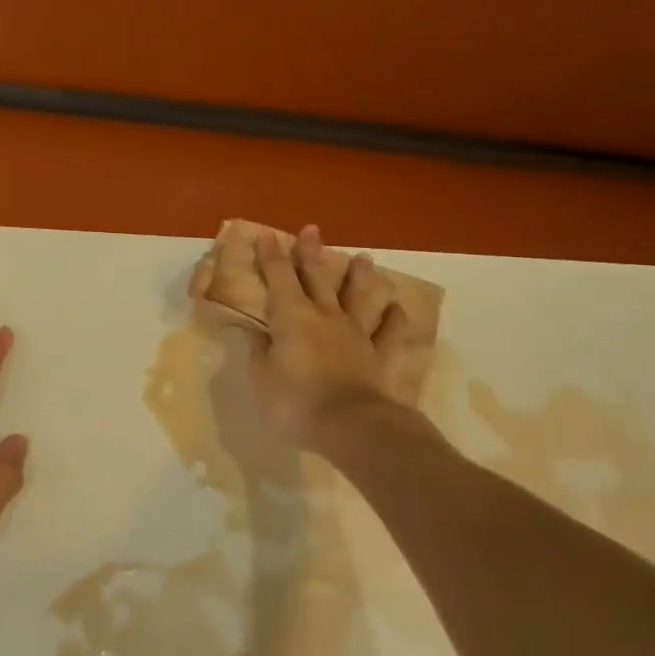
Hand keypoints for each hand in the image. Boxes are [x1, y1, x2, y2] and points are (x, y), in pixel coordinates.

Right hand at [247, 224, 417, 452]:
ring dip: (360, 276)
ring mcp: (357, 334)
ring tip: (363, 257)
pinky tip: (397, 308)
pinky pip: (389, 333)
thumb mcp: (261, 379)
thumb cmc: (295, 402)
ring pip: (359, 297)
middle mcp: (326, 316)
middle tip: (311, 229)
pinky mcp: (380, 356)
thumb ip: (258, 352)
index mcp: (291, 317)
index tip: (267, 235)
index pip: (278, 278)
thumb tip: (256, 333)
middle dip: (311, 252)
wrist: (351, 426)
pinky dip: (394, 319)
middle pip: (318, 277)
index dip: (271, 256)